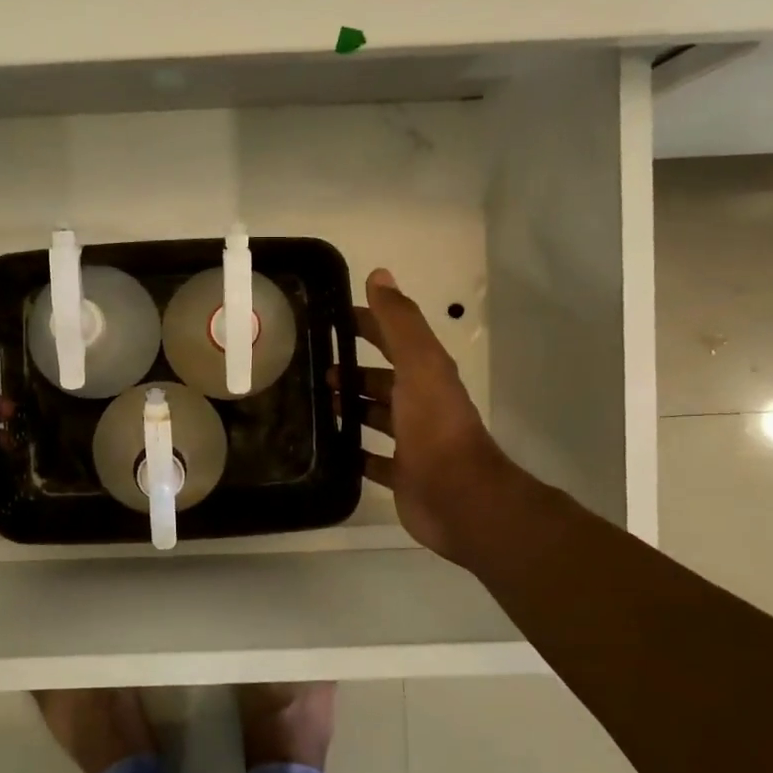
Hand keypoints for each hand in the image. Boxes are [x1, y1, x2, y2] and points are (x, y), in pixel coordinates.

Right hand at [342, 269, 515, 566]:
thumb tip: (379, 275)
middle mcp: (421, 404)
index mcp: (427, 374)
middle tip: (314, 369)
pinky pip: (372, 458)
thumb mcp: (419, 363)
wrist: (458, 497)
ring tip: (315, 403)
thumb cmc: (435, 425)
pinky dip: (353, 450)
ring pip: (377, 416)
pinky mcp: (402, 474)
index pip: (393, 339)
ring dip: (351, 407)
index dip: (367, 324)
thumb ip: (399, 321)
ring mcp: (411, 441)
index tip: (331, 319)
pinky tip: (329, 446)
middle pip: (383, 380)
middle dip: (353, 371)